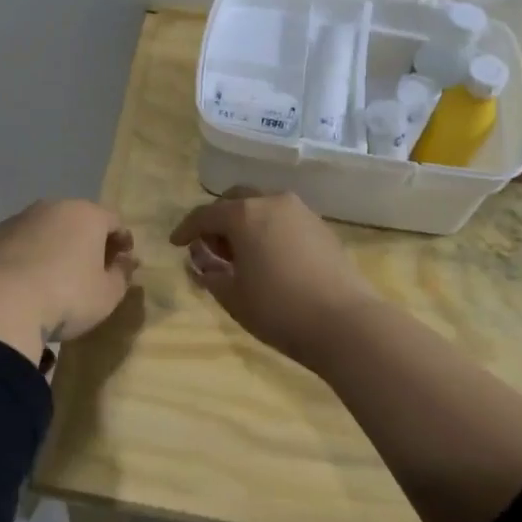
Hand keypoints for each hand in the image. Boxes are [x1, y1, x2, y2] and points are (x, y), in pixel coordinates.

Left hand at [0, 200, 139, 365]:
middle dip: (86, 240)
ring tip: (53, 275)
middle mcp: (53, 207)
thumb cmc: (66, 297)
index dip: (122, 240)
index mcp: (87, 215)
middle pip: (78, 220)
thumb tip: (125, 260)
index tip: (124, 260)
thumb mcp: (107, 295)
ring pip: (44, 229)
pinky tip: (22, 281)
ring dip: (53, 246)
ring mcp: (18, 219)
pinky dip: (24, 255)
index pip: (114, 221)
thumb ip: (122, 274)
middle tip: (90, 267)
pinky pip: (17, 243)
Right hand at [169, 189, 377, 365]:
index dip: (186, 229)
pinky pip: (284, 219)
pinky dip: (268, 230)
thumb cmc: (278, 309)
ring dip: (245, 222)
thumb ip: (210, 273)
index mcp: (244, 214)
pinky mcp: (321, 227)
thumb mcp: (232, 296)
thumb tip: (201, 262)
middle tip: (211, 246)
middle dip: (218, 218)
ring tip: (241, 254)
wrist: (345, 322)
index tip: (175, 243)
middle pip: (236, 199)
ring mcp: (301, 211)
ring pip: (262, 206)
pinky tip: (269, 257)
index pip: (205, 214)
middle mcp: (271, 201)